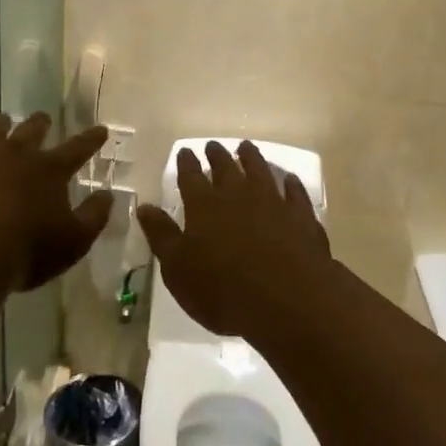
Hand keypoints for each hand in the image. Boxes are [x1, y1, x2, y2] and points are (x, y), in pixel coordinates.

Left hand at [0, 114, 111, 291]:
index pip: (78, 149)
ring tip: (0, 123)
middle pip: (31, 130)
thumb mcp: (74, 242)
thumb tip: (108, 195)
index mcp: (49, 170)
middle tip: (43, 119)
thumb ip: (94, 217)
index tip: (100, 129)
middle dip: (40, 123)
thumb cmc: (27, 251)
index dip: (91, 140)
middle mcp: (16, 154)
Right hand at [134, 140, 332, 336]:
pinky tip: (289, 179)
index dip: (186, 163)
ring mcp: (273, 202)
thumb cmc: (222, 289)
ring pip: (260, 171)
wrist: (287, 300)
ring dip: (252, 158)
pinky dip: (290, 184)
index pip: (191, 176)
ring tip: (246, 147)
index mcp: (204, 205)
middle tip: (213, 145)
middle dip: (217, 155)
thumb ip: (162, 235)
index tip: (185, 152)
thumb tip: (143, 207)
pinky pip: (295, 193)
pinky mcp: (301, 217)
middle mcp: (238, 195)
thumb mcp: (178, 269)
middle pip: (226, 167)